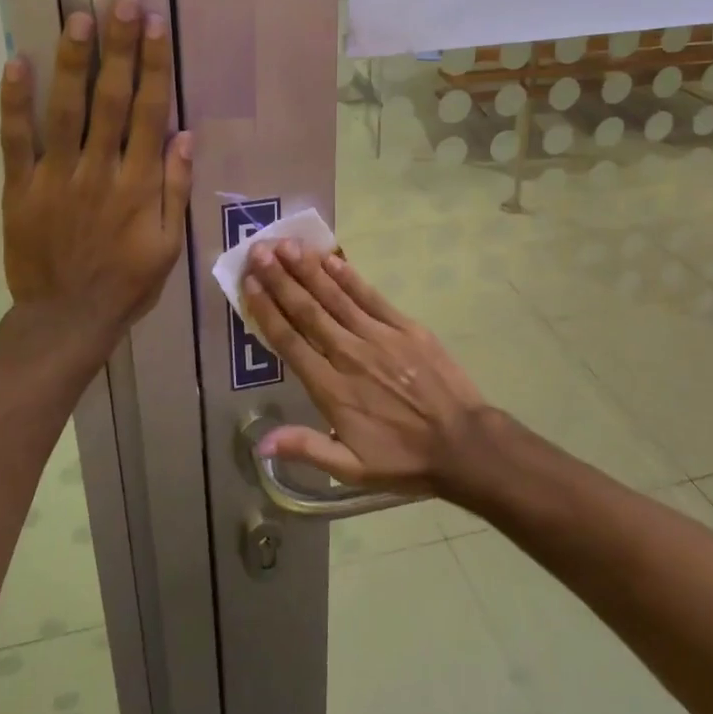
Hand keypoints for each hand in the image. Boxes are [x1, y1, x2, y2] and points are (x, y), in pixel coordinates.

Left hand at [0, 0, 192, 342]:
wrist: (67, 320)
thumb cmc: (126, 283)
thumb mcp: (169, 245)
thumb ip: (175, 189)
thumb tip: (183, 135)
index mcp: (139, 185)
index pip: (149, 113)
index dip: (154, 67)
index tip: (156, 27)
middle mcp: (100, 171)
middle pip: (111, 100)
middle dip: (118, 49)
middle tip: (121, 2)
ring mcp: (56, 178)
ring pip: (66, 111)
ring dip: (72, 62)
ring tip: (78, 19)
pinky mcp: (21, 190)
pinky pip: (16, 141)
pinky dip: (15, 103)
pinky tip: (16, 63)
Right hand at [242, 242, 491, 495]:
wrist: (463, 444)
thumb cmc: (403, 459)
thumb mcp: (351, 468)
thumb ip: (306, 448)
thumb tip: (260, 443)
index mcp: (331, 388)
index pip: (290, 341)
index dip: (266, 310)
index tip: (248, 283)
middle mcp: (349, 354)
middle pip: (307, 310)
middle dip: (280, 279)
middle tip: (259, 250)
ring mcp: (378, 336)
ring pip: (335, 296)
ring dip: (308, 269)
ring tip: (286, 245)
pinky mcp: (405, 326)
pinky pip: (370, 296)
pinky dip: (348, 276)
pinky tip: (330, 258)